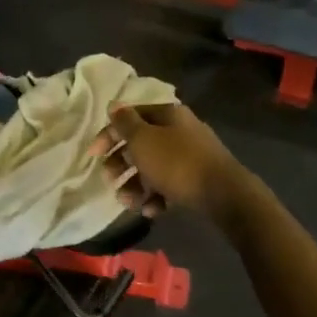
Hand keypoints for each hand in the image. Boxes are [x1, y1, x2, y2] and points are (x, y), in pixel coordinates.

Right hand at [88, 102, 253, 219]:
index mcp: (168, 115)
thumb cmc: (177, 162)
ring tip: (128, 202)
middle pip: (141, 144)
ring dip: (135, 185)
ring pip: (153, 168)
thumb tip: (114, 106)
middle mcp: (179, 131)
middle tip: (109, 179)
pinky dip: (156, 197)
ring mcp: (190, 157)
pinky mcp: (197, 181)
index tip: (93, 155)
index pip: (130, 117)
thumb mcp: (143, 140)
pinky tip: (151, 210)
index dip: (108, 134)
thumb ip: (125, 123)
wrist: (224, 194)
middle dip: (121, 163)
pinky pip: (169, 186)